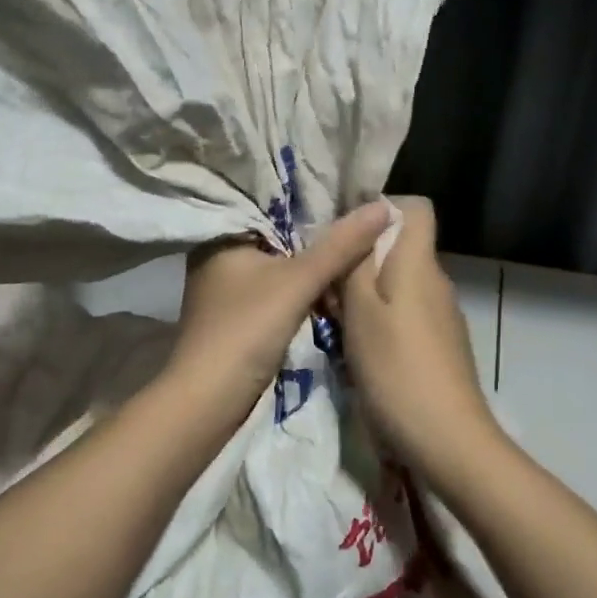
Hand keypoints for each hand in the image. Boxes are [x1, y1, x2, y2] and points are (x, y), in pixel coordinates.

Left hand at [162, 202, 393, 424]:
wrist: (210, 400)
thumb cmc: (246, 329)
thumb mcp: (298, 282)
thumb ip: (340, 245)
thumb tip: (385, 206)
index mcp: (222, 236)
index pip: (273, 205)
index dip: (314, 202)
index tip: (356, 197)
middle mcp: (220, 257)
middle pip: (280, 238)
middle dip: (319, 238)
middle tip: (366, 225)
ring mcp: (228, 291)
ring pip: (280, 268)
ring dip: (313, 269)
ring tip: (359, 254)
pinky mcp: (238, 318)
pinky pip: (278, 293)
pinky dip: (302, 292)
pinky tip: (333, 290)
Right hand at [339, 197, 501, 484]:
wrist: (448, 441)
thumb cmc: (397, 370)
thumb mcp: (361, 313)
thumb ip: (355, 264)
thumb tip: (358, 222)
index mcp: (419, 264)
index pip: (415, 208)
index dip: (381, 209)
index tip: (344, 234)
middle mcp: (436, 282)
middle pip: (401, 248)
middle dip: (361, 258)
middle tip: (325, 284)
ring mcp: (442, 317)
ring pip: (399, 284)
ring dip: (366, 294)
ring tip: (334, 320)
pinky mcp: (440, 347)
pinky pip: (405, 315)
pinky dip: (381, 322)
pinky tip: (360, 351)